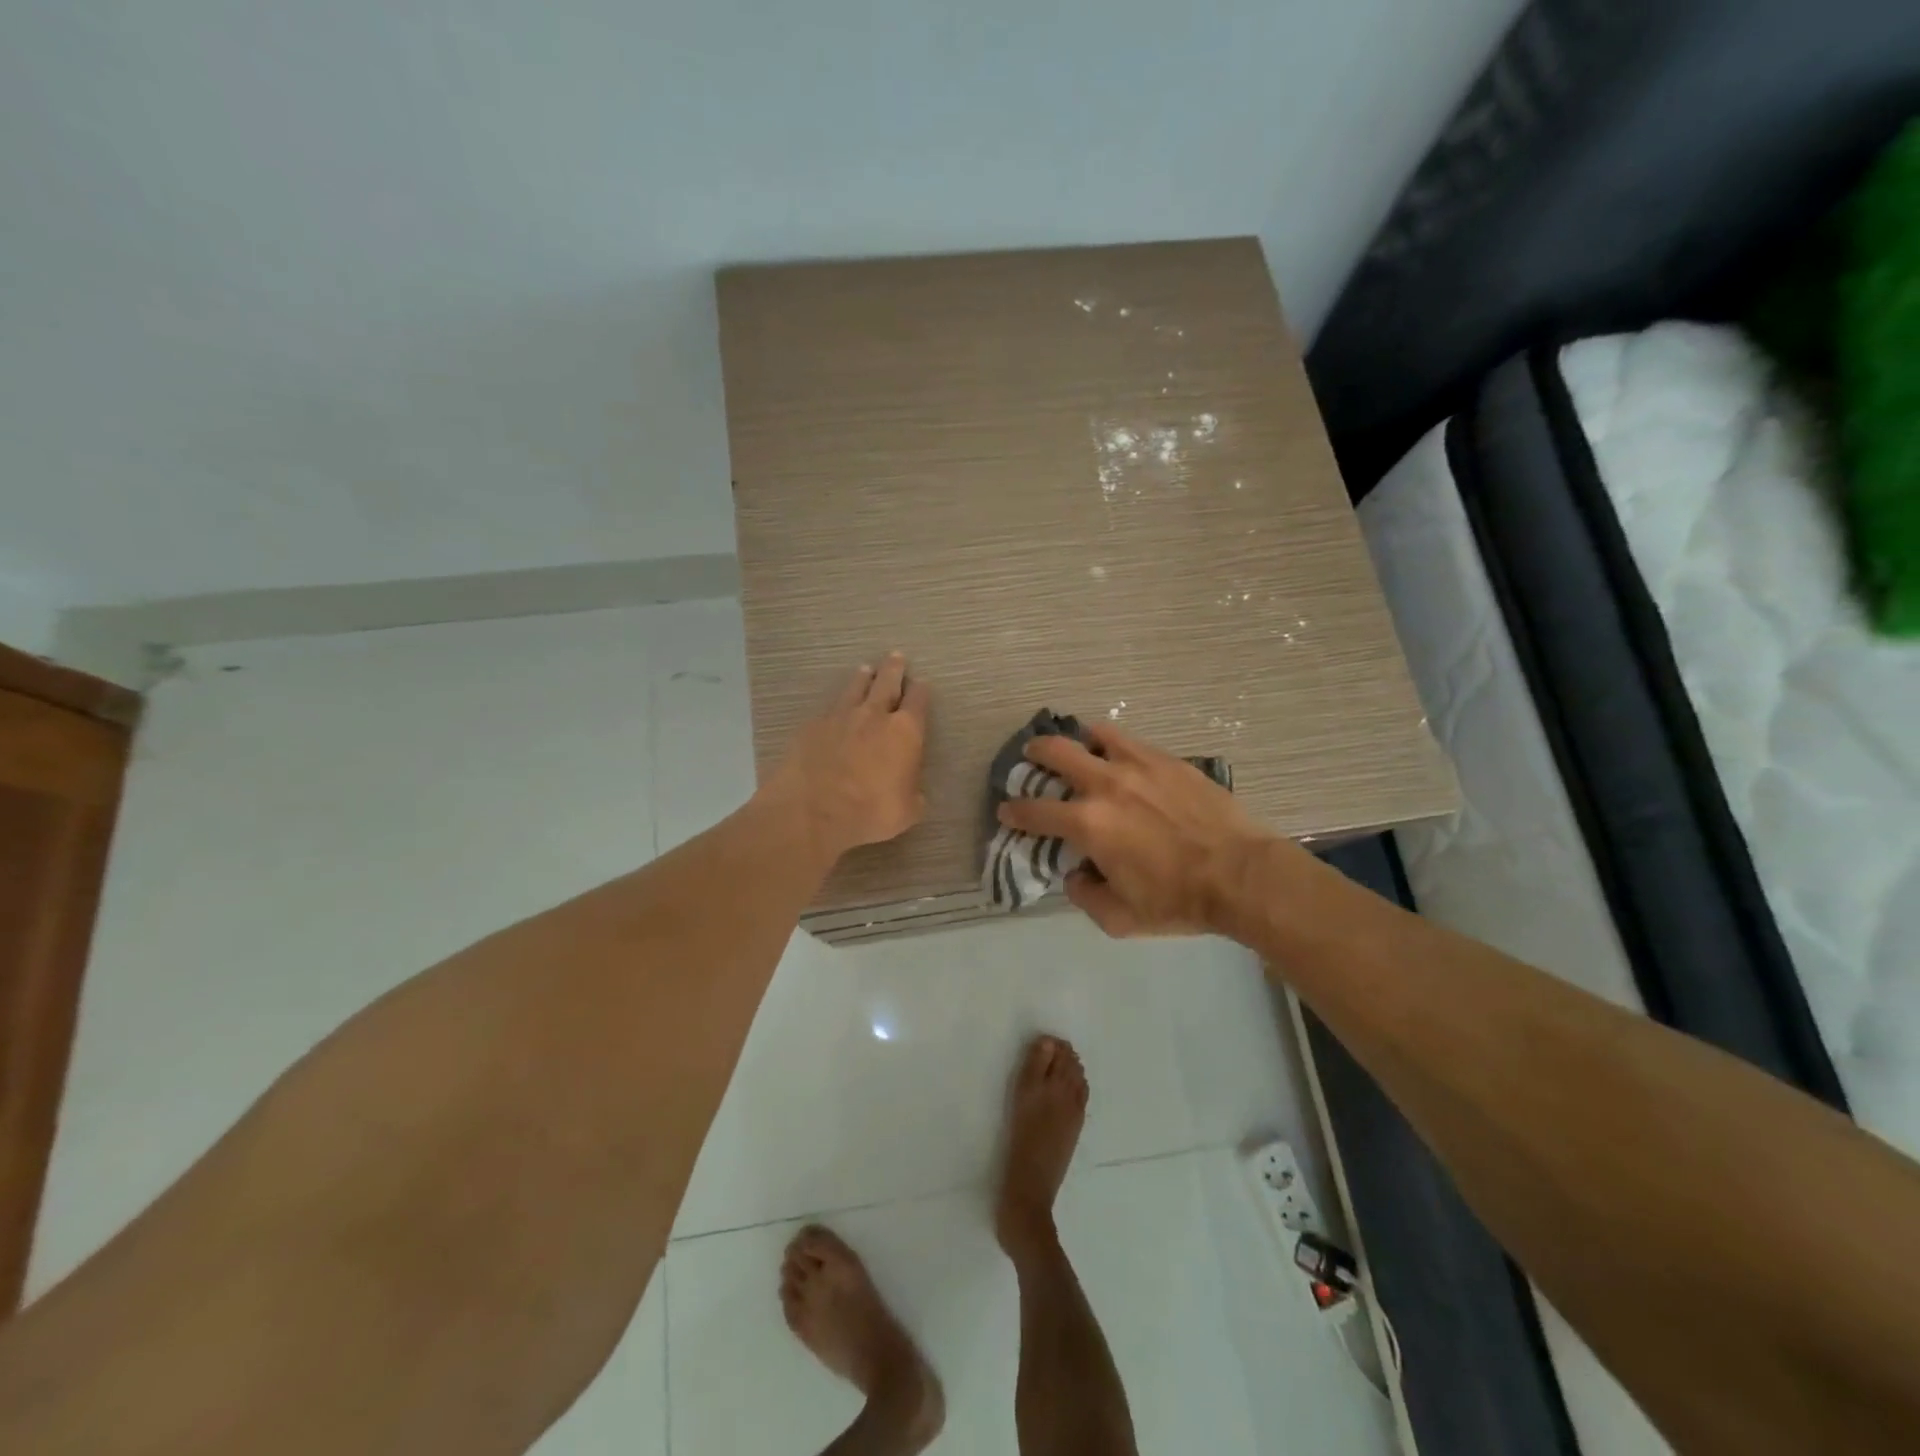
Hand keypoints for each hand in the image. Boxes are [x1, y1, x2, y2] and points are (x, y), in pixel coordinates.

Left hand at [766, 653, 929, 860]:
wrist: (813, 811)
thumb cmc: (870, 813)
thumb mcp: (907, 811)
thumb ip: (912, 792)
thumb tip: (911, 789)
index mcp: (905, 732)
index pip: (918, 701)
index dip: (921, 692)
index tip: (922, 684)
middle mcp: (874, 715)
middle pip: (887, 683)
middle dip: (894, 669)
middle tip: (896, 657)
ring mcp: (840, 716)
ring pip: (855, 688)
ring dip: (863, 678)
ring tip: (866, 670)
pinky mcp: (812, 725)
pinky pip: (829, 708)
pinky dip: (836, 705)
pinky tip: (834, 708)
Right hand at [996, 723, 1273, 936]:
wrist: (1241, 874)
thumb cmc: (1178, 900)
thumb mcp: (1120, 919)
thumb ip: (1084, 896)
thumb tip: (1075, 875)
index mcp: (1088, 824)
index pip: (1034, 811)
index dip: (1013, 810)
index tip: (1006, 810)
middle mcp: (1105, 785)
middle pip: (1055, 752)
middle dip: (1034, 754)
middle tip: (1030, 759)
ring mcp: (1138, 765)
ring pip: (1093, 734)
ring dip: (1076, 740)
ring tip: (1077, 748)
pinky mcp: (1167, 760)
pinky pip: (1130, 740)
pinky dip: (1113, 744)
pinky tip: (1118, 755)